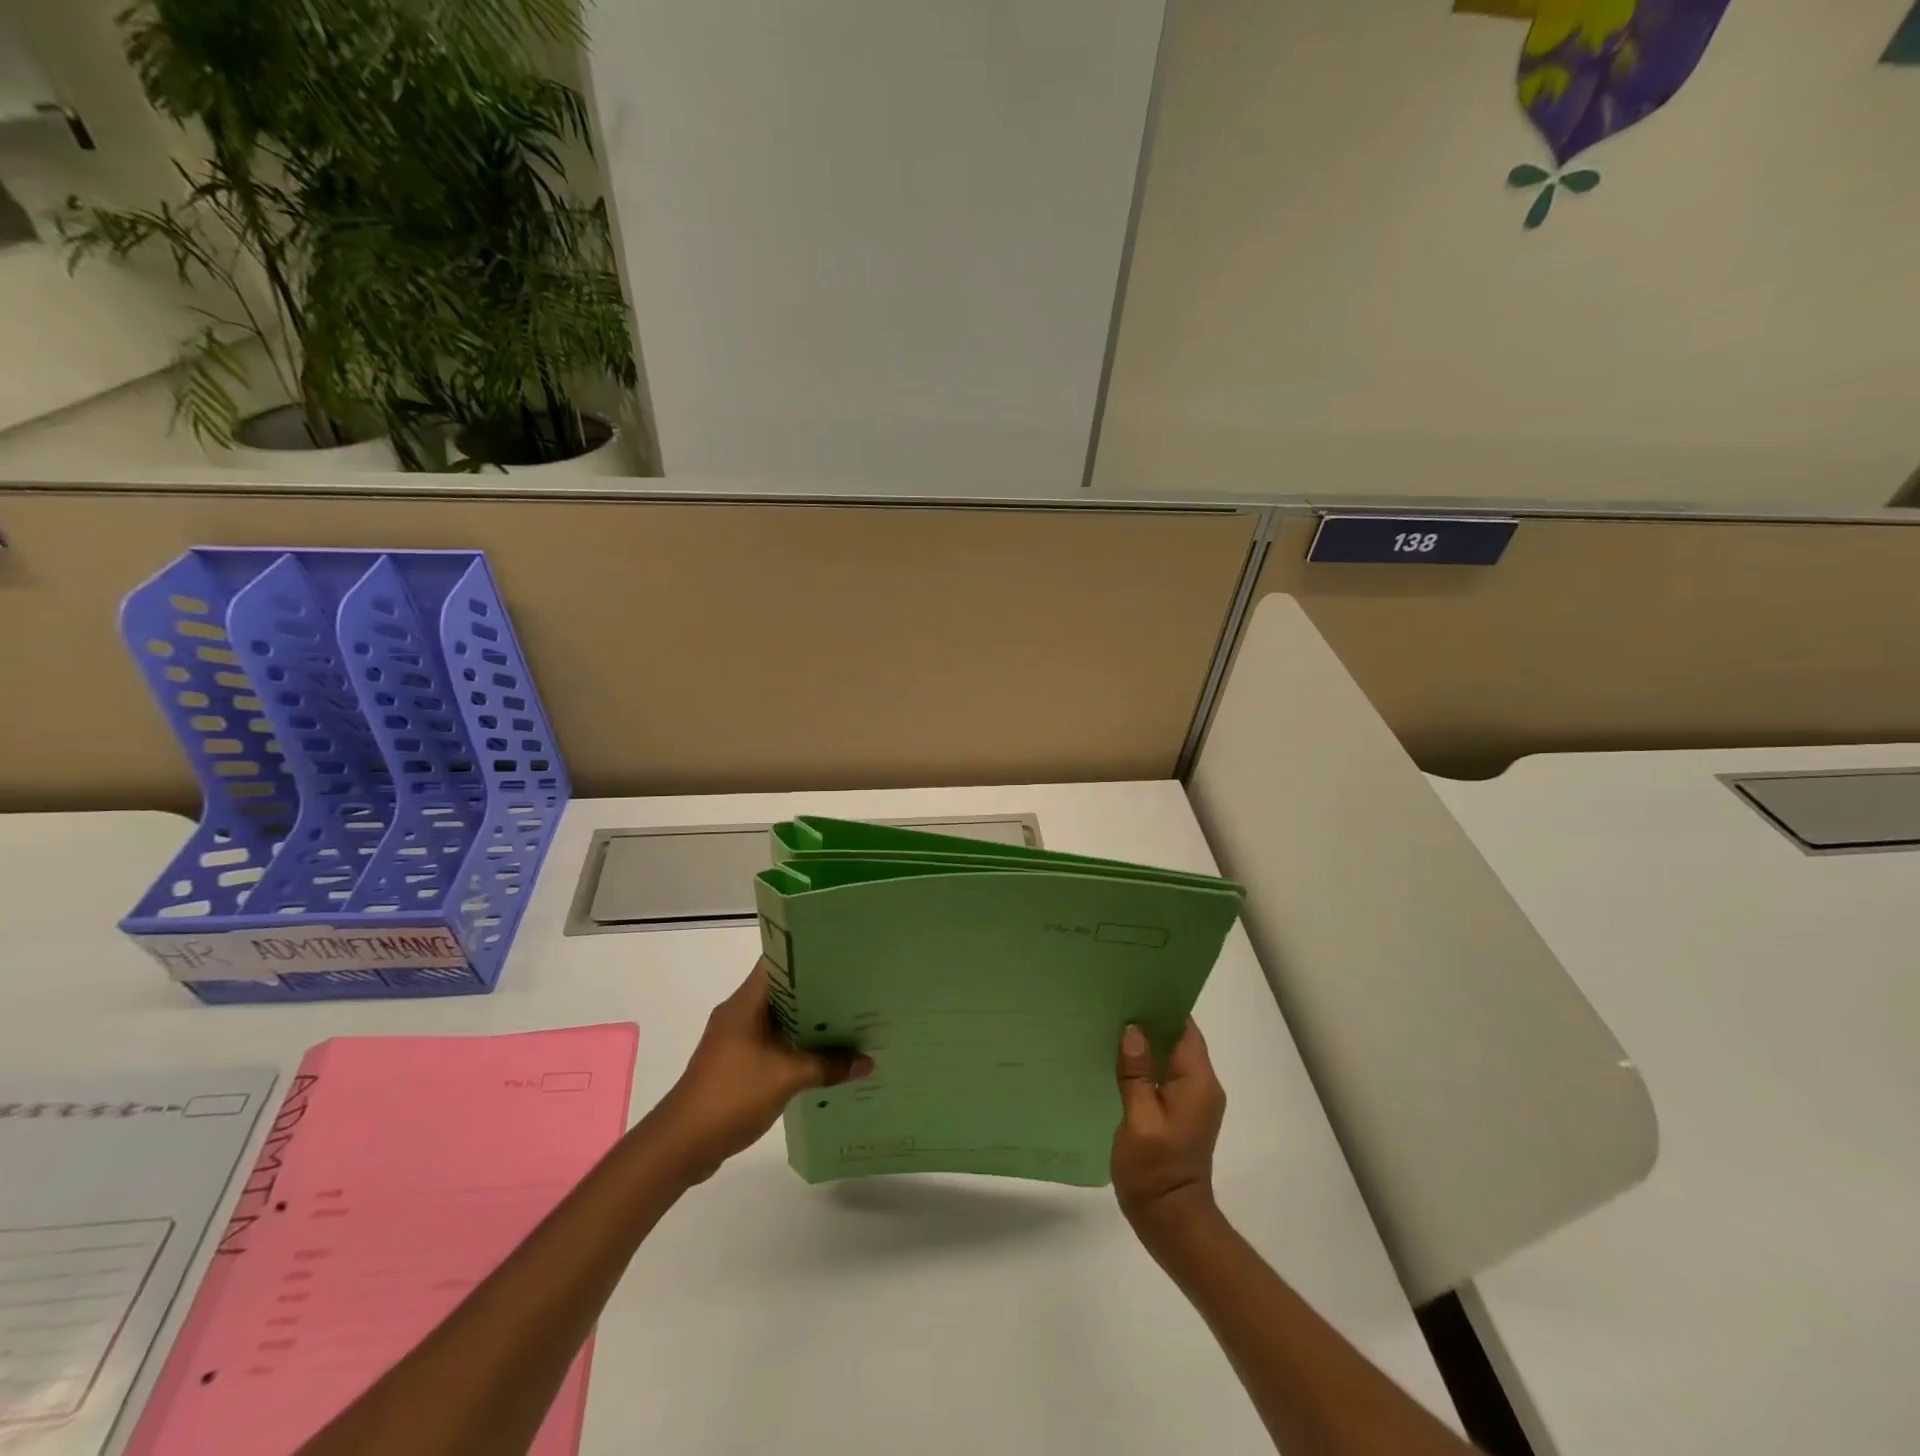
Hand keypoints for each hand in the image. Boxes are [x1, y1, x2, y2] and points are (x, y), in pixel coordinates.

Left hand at [653, 961, 872, 1182]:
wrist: (681, 1144)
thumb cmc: (732, 1095)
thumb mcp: (788, 1077)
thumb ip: (828, 1066)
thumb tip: (868, 1062)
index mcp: (745, 1002)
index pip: (778, 963)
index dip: (809, 957)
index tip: (841, 959)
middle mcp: (738, 1013)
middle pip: (782, 992)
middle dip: (817, 994)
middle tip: (854, 993)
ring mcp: (735, 1040)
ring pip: (778, 1020)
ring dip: (807, 1024)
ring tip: (847, 1024)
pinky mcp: (735, 1064)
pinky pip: (771, 1044)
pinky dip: (794, 1047)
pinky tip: (821, 1059)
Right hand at [1112, 1021, 1225, 1241]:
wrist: (1171, 1223)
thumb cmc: (1155, 1171)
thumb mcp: (1140, 1120)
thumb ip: (1137, 1073)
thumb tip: (1133, 1030)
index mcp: (1198, 1082)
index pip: (1186, 1028)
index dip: (1163, 1005)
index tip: (1135, 985)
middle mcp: (1202, 1086)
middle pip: (1178, 1038)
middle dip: (1150, 1018)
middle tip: (1114, 999)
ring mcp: (1192, 1101)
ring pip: (1170, 1056)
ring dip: (1146, 1041)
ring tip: (1111, 1022)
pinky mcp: (1179, 1113)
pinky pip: (1164, 1075)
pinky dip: (1145, 1063)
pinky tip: (1117, 1058)